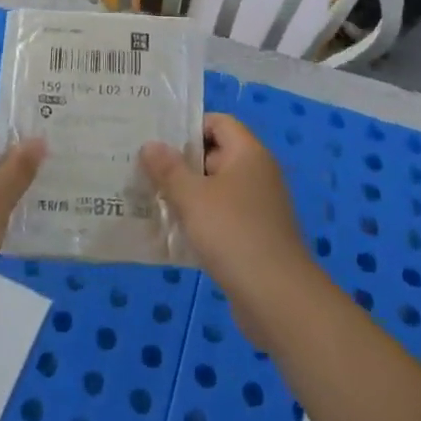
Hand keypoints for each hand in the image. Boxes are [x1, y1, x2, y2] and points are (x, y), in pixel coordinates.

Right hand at [140, 114, 315, 343]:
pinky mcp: (253, 237)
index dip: (188, 126)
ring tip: (149, 198)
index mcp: (248, 154)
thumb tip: (150, 145)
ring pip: (215, 189)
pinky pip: (220, 217)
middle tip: (142, 169)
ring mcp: (257, 207)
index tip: (156, 139)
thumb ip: (169, 169)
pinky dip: (198, 220)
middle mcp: (256, 174)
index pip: (218, 122)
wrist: (277, 299)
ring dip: (186, 194)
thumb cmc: (233, 234)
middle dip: (180, 162)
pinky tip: (170, 232)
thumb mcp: (192, 197)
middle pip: (214, 154)